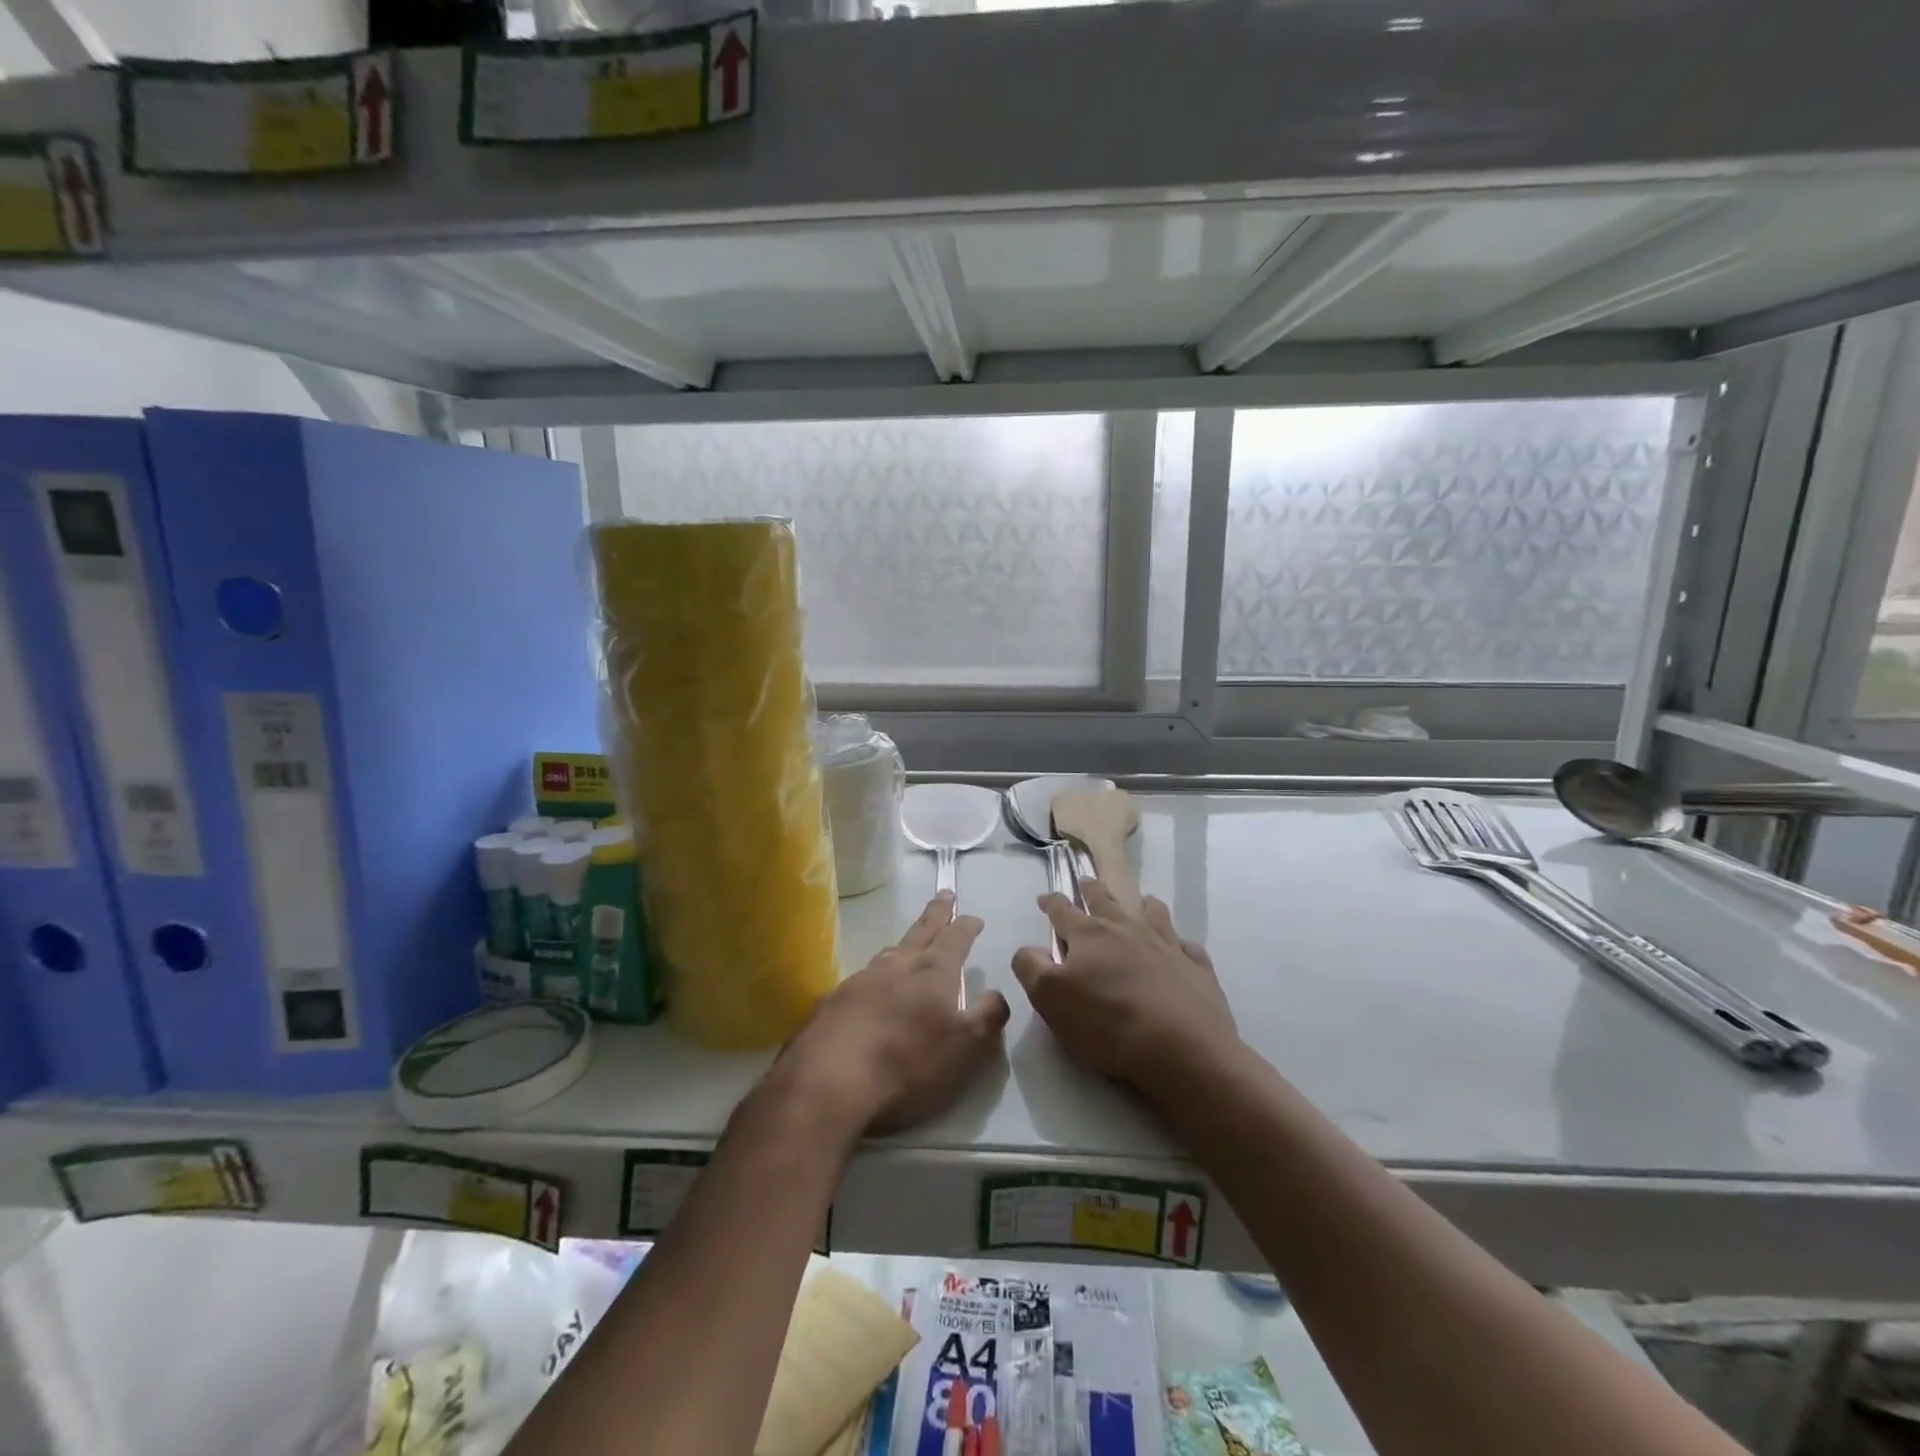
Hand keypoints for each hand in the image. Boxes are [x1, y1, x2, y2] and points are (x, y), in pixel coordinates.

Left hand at [778, 893, 1010, 1136]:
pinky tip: (871, 990)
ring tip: (909, 943)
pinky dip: (875, 977)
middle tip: (944, 894)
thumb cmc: (908, 1062)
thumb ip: (987, 1017)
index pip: (955, 938)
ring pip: (889, 952)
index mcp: (933, 972)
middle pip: (921, 931)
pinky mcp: (833, 1001)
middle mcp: (897, 965)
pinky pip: (862, 979)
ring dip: (904, 944)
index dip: (966, 926)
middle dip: (936, 913)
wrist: (829, 1079)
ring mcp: (861, 979)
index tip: (974, 917)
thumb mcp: (964, 1048)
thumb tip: (997, 993)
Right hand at [1012, 881, 1236, 1106]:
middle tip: (1087, 881)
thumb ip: (1031, 967)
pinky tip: (1180, 947)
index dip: (1051, 902)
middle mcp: (1127, 930)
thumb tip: (1028, 948)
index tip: (1045, 897)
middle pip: (1106, 901)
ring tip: (1143, 901)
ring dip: (1144, 905)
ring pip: (1153, 914)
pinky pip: (1187, 946)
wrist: (1183, 1048)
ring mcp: (1166, 946)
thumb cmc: (1108, 1023)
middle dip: (1093, 890)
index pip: (1063, 910)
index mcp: (1088, 935)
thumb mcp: (1050, 999)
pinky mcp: (1196, 968)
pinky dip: (1180, 943)